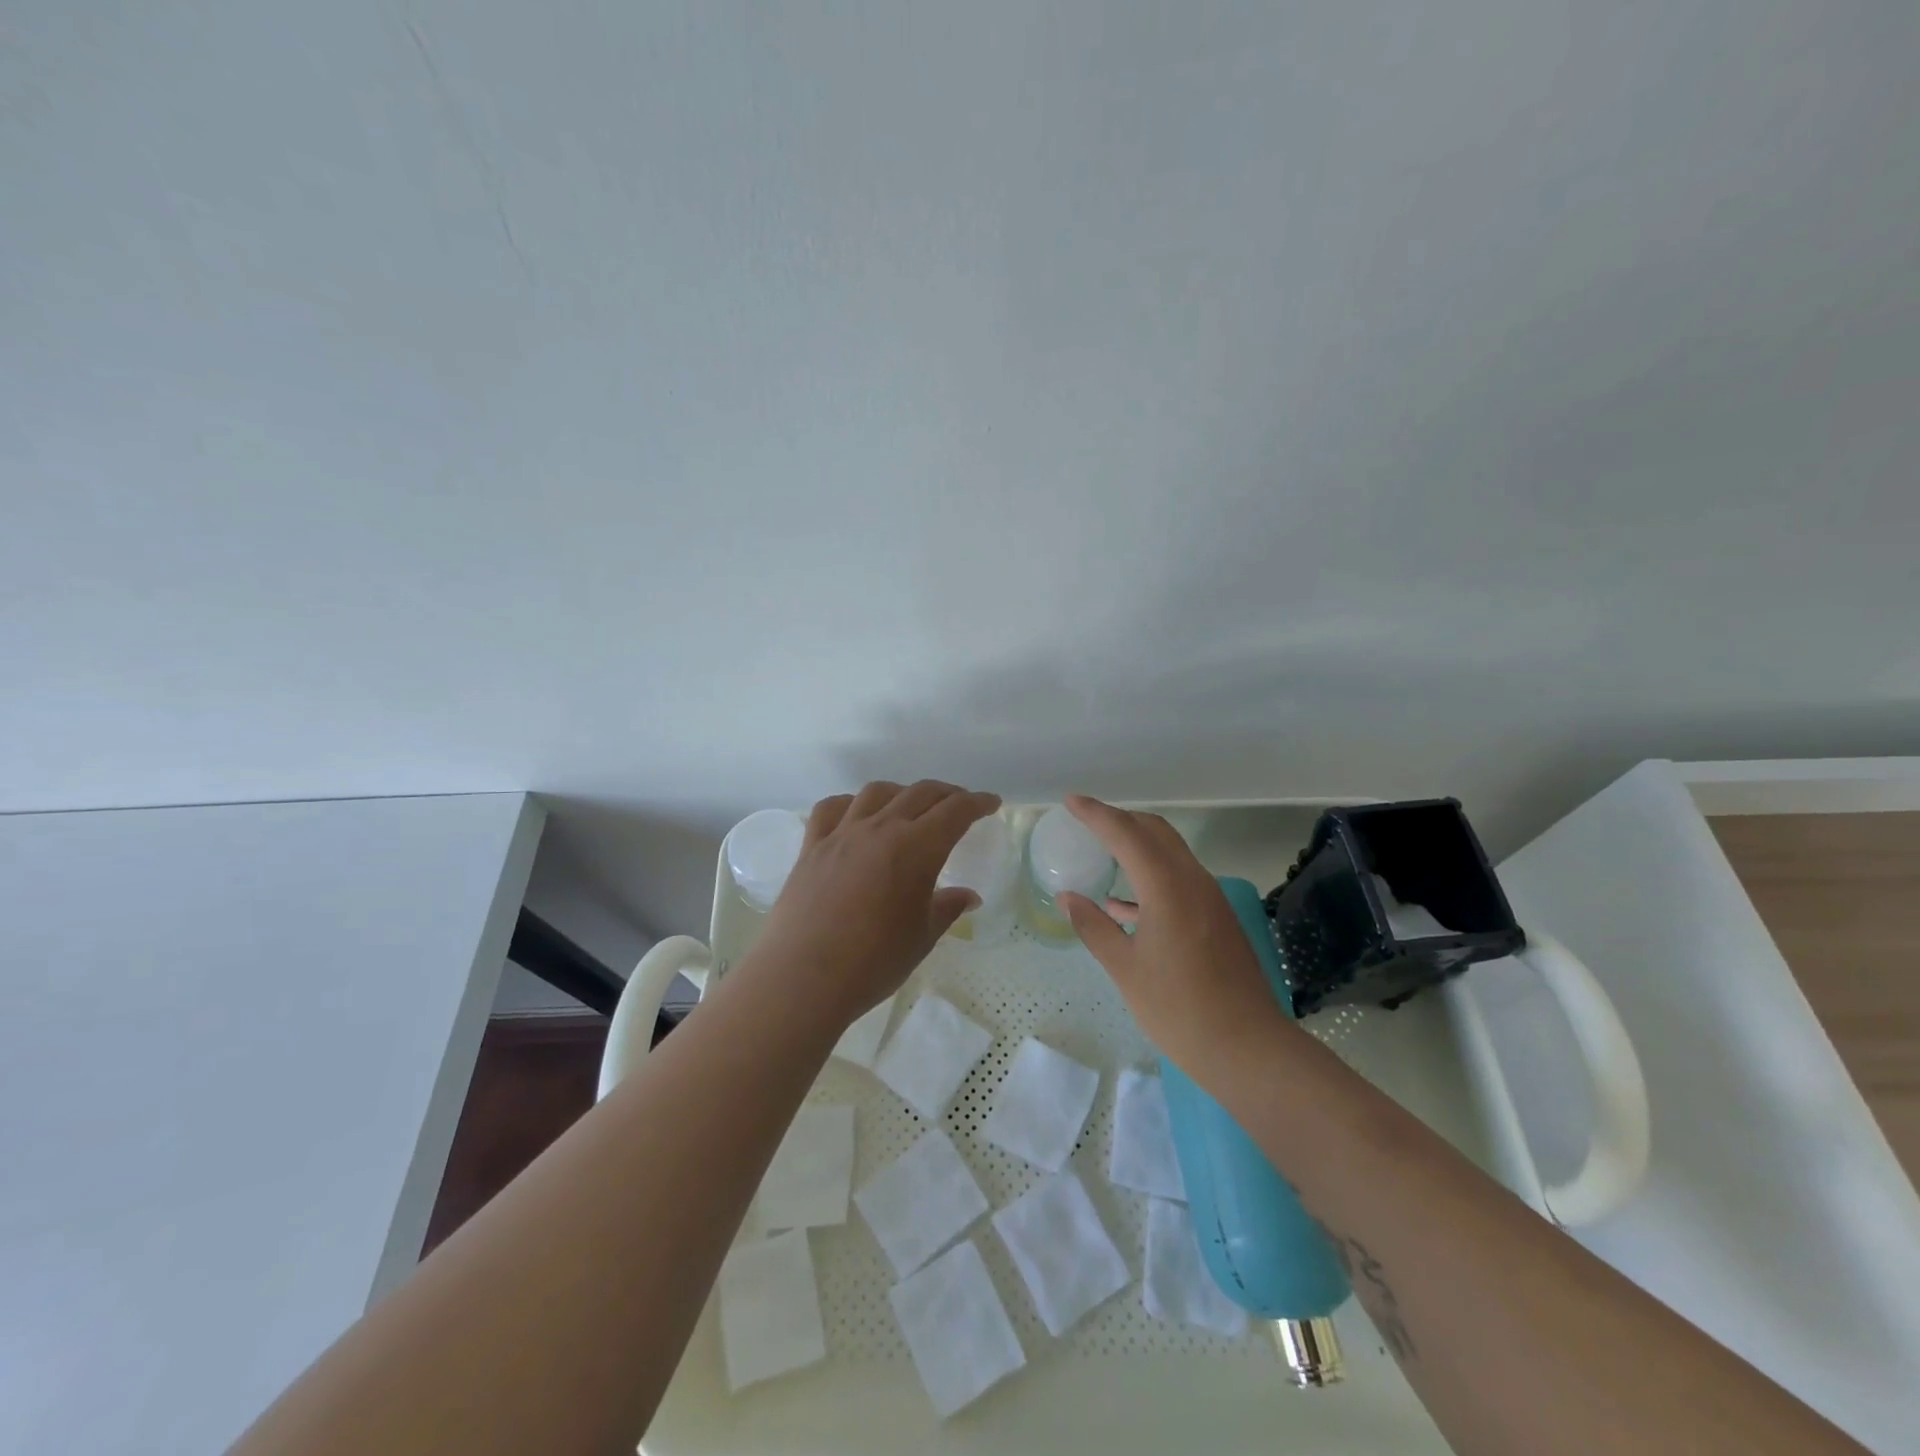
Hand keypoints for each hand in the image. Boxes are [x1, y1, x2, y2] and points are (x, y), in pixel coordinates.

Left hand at [752, 780, 1001, 1026]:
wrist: (804, 977)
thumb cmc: (873, 962)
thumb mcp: (922, 937)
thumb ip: (947, 908)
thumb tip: (969, 896)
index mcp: (917, 847)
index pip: (955, 811)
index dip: (977, 803)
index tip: (990, 803)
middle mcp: (881, 828)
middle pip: (920, 793)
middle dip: (946, 794)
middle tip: (959, 804)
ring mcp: (842, 833)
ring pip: (877, 792)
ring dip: (901, 792)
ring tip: (910, 805)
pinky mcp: (812, 846)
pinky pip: (832, 808)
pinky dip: (851, 803)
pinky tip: (857, 814)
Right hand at [1057, 794, 1293, 1076]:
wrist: (1248, 1048)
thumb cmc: (1178, 1009)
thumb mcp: (1125, 968)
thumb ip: (1093, 926)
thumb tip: (1067, 897)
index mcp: (1167, 887)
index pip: (1126, 834)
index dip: (1096, 814)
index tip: (1070, 801)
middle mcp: (1193, 881)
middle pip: (1155, 831)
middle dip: (1120, 820)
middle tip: (1087, 820)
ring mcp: (1210, 899)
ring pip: (1170, 853)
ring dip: (1137, 845)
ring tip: (1103, 852)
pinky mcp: (1218, 918)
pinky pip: (1179, 880)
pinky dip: (1151, 877)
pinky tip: (1124, 904)